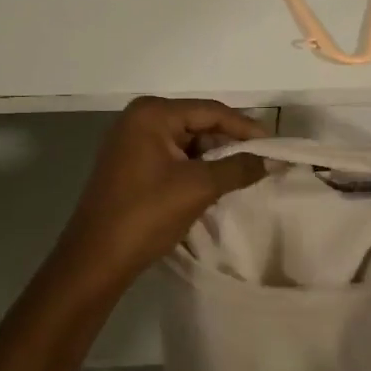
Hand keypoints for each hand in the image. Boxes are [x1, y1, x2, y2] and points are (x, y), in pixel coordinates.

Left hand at [56, 97, 269, 284]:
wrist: (95, 259)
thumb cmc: (146, 215)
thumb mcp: (198, 188)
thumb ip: (237, 168)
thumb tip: (270, 160)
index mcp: (152, 113)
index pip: (210, 111)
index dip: (245, 127)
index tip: (275, 143)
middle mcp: (139, 117)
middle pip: (197, 122)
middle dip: (229, 141)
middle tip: (262, 159)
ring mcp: (130, 140)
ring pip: (185, 140)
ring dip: (213, 156)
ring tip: (243, 172)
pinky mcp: (129, 163)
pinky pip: (171, 155)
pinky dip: (194, 166)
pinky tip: (214, 181)